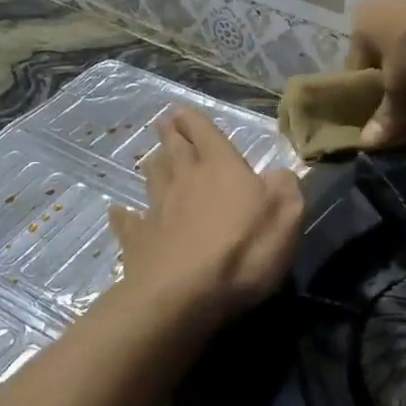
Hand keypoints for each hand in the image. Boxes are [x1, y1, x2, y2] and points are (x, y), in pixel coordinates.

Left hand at [108, 110, 303, 325]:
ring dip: (154, 166)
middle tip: (165, 123)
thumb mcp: (286, 215)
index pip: (204, 132)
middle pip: (174, 149)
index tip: (182, 110)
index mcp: (220, 167)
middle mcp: (185, 179)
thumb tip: (278, 175)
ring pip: (152, 178)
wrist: (184, 294)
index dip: (194, 120)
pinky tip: (118, 212)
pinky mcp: (138, 240)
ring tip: (152, 159)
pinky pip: (129, 221)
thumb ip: (284, 188)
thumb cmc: (242, 250)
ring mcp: (157, 209)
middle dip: (171, 134)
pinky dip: (124, 215)